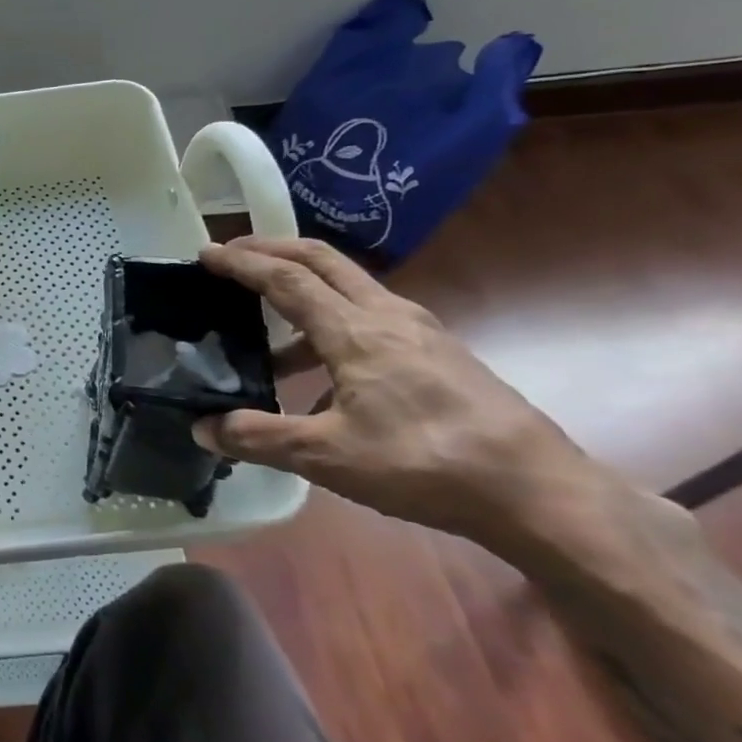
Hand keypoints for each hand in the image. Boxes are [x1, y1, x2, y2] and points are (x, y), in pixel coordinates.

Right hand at [195, 236, 599, 542]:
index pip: (285, 279)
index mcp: (355, 331)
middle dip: (272, 249)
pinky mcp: (439, 352)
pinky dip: (332, 321)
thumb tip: (203, 428)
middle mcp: (387, 315)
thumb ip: (259, 438)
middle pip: (321, 260)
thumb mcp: (328, 457)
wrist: (538, 491)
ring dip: (302, 287)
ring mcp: (419, 331)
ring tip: (268, 324)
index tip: (205, 253)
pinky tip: (324, 375)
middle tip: (233, 255)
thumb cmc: (425, 463)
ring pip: (349, 286)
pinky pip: (371, 317)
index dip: (241, 262)